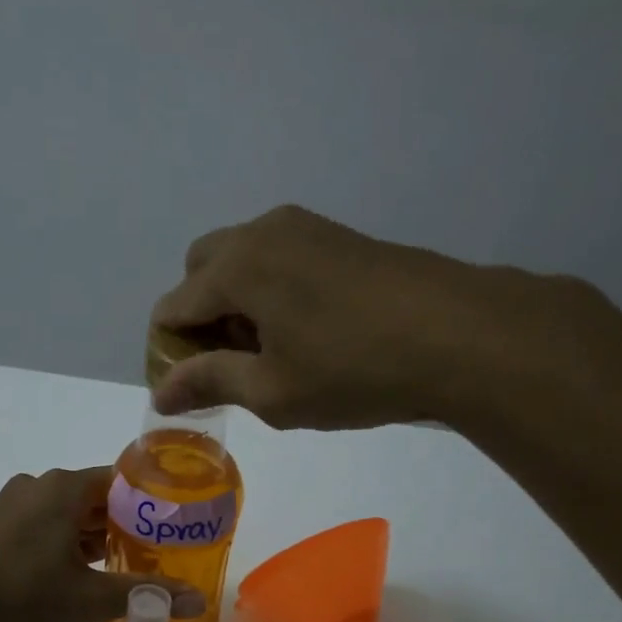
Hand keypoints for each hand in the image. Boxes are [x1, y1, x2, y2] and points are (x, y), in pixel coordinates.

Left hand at [0, 467, 206, 621]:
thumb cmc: (22, 595)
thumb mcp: (90, 598)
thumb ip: (144, 594)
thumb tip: (198, 600)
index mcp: (64, 488)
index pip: (122, 480)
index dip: (151, 503)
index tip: (174, 527)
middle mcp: (38, 485)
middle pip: (95, 497)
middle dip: (125, 524)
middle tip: (156, 552)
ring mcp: (11, 505)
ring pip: (67, 514)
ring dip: (94, 536)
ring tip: (122, 566)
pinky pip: (42, 526)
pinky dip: (65, 543)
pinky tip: (77, 574)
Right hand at [150, 204, 609, 431]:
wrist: (461, 335)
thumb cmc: (354, 370)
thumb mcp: (273, 391)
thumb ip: (209, 382)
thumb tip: (161, 393)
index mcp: (237, 267)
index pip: (173, 307)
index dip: (169, 354)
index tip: (189, 393)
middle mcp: (262, 232)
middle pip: (201, 271)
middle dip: (199, 318)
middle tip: (228, 366)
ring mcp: (305, 228)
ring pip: (242, 261)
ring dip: (235, 304)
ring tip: (270, 353)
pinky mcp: (338, 236)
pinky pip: (278, 258)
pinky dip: (269, 291)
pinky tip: (305, 332)